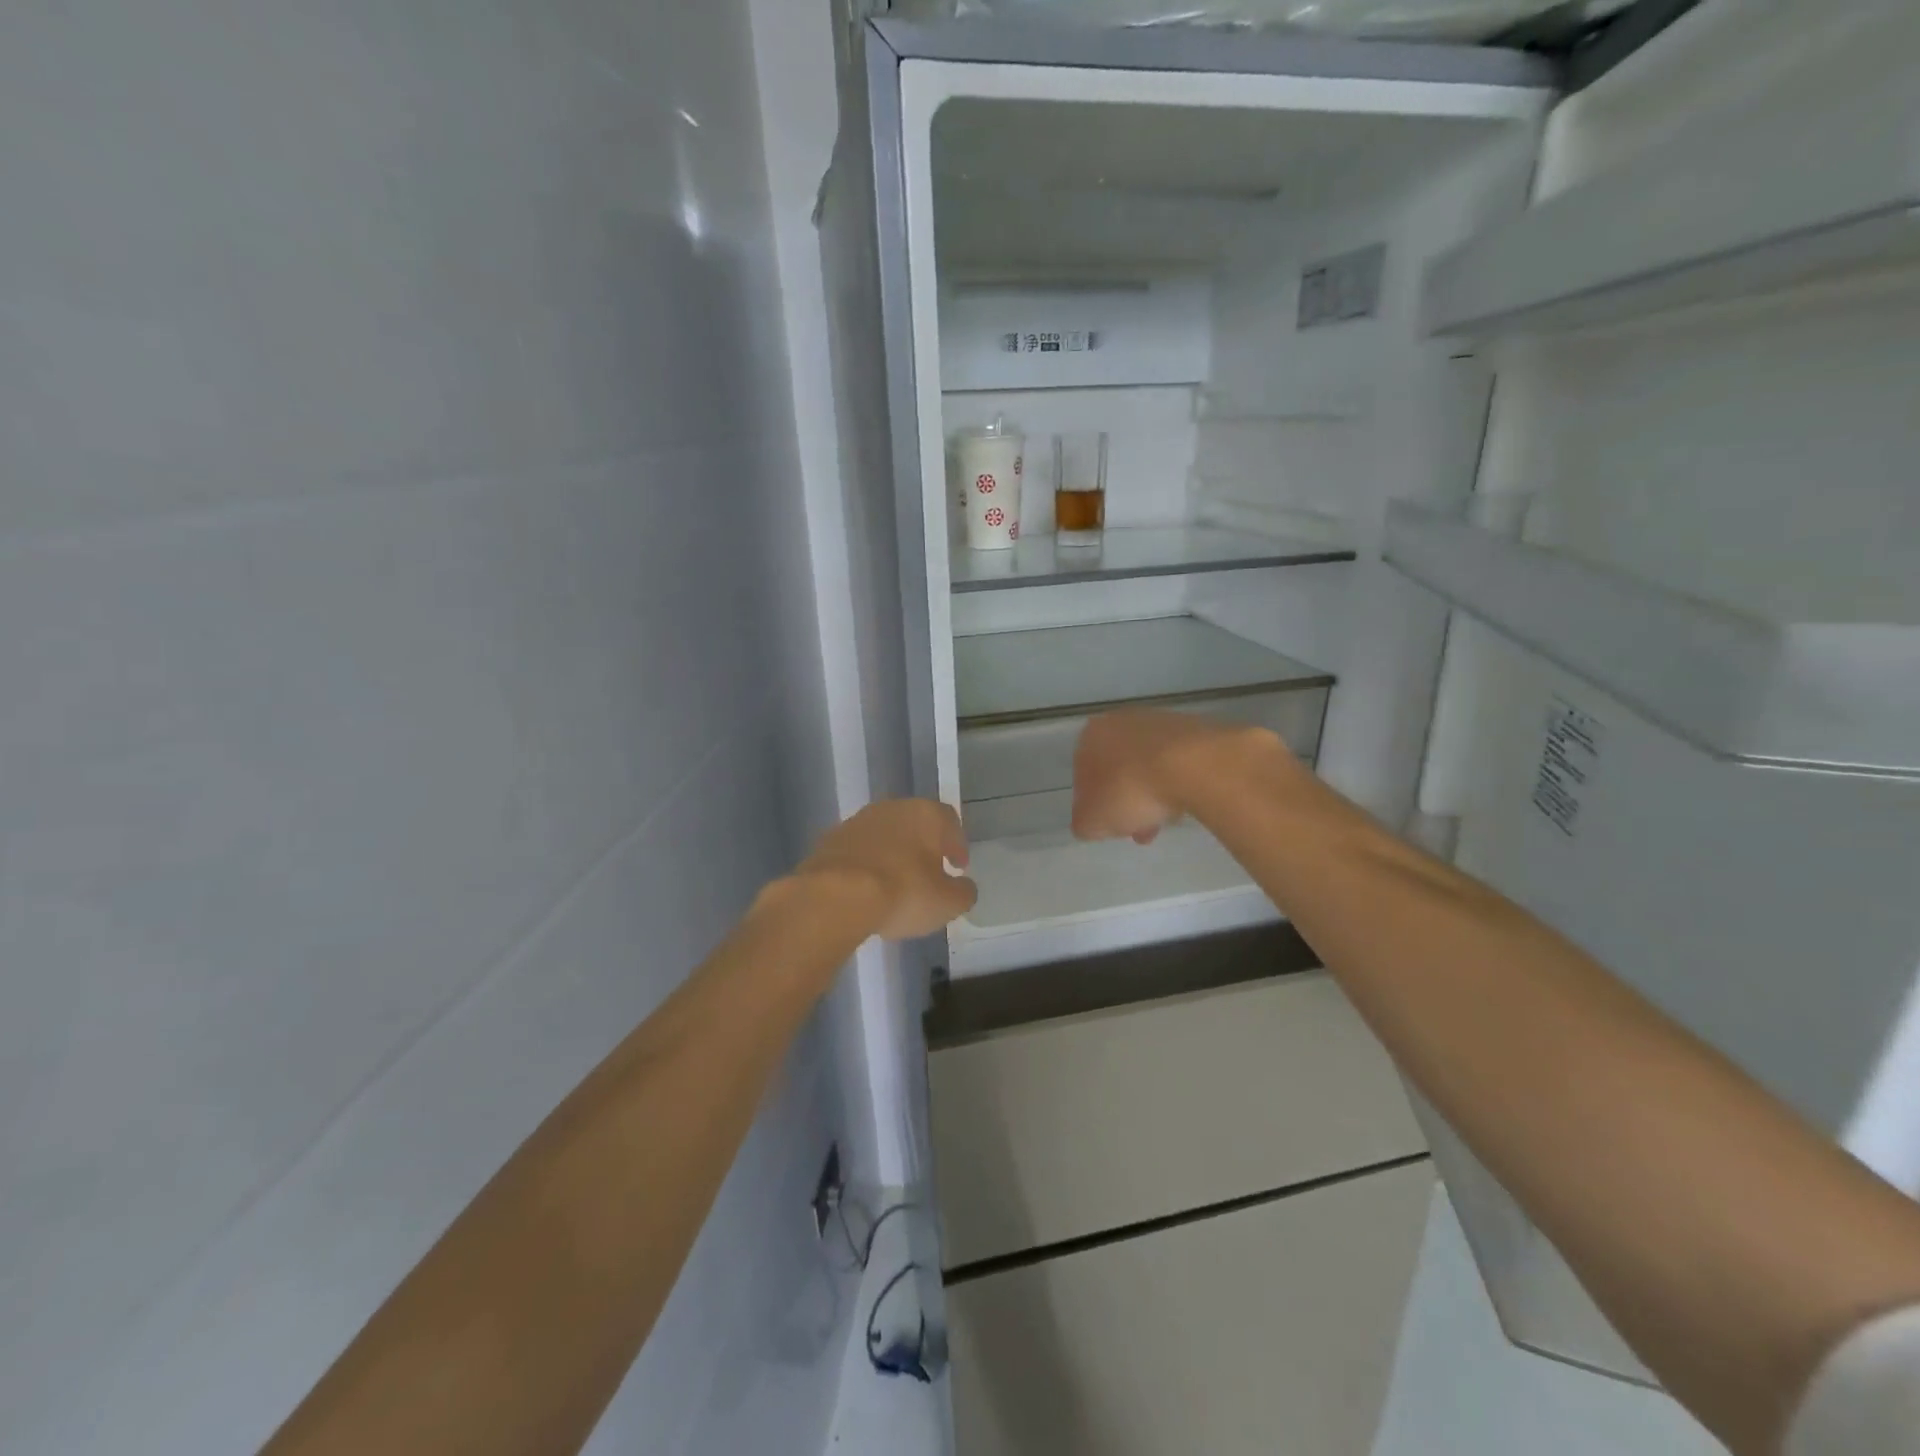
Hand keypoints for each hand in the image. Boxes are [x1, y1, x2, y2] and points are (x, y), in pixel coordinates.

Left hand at [798, 799, 977, 940]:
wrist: (835, 896)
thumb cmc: (903, 892)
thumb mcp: (947, 902)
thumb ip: (963, 892)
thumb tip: (964, 887)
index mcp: (926, 814)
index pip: (950, 821)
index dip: (957, 844)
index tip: (958, 866)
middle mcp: (892, 808)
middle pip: (915, 824)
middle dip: (923, 846)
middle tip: (929, 872)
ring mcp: (857, 821)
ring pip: (884, 835)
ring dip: (892, 854)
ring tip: (895, 884)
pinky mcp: (829, 840)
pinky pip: (858, 851)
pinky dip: (866, 865)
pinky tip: (865, 889)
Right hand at [1072, 710, 1292, 844]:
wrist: (1194, 765)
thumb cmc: (1130, 791)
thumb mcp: (1091, 822)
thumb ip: (1083, 823)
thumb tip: (1090, 822)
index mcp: (1091, 736)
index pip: (1084, 775)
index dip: (1096, 806)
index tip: (1112, 827)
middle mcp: (1122, 722)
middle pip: (1119, 770)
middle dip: (1129, 803)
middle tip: (1141, 831)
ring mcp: (1161, 722)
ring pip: (1149, 767)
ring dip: (1154, 795)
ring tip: (1168, 822)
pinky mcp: (1194, 729)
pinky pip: (1178, 763)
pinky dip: (1178, 783)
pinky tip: (1187, 804)